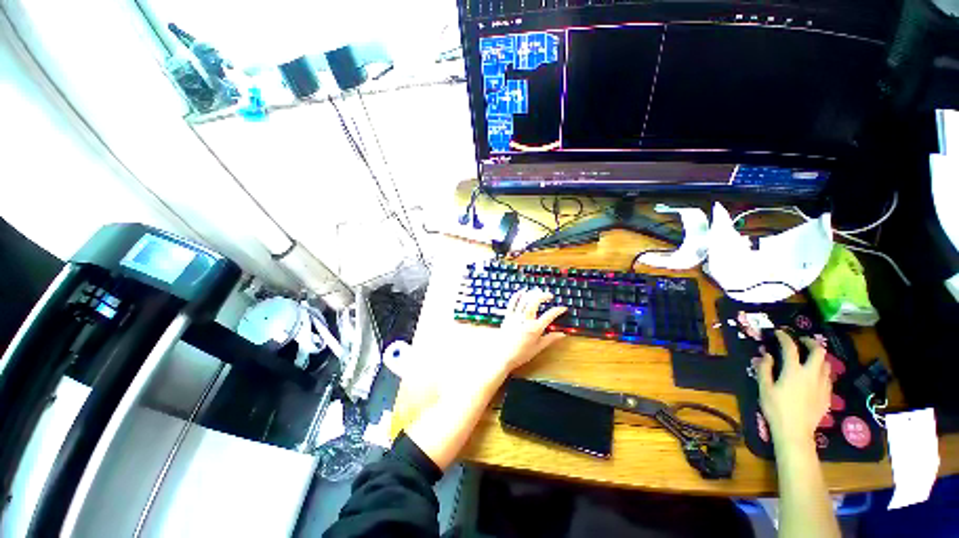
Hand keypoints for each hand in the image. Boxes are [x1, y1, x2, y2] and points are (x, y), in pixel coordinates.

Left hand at [491, 288, 567, 372]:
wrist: (503, 357)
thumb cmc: (521, 354)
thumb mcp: (538, 348)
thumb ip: (550, 339)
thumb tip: (562, 334)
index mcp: (535, 329)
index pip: (549, 316)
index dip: (558, 310)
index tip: (563, 308)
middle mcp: (525, 320)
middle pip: (535, 302)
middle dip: (543, 296)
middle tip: (550, 296)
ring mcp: (515, 317)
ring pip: (524, 300)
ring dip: (532, 294)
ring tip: (538, 292)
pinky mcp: (507, 317)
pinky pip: (512, 303)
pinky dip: (517, 296)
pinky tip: (522, 292)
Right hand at [756, 330, 831, 447]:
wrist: (795, 431)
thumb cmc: (776, 408)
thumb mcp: (764, 388)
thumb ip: (765, 369)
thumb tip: (766, 355)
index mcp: (794, 371)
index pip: (791, 347)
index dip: (784, 337)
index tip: (779, 333)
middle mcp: (811, 374)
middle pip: (818, 352)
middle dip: (810, 343)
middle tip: (802, 341)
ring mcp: (822, 385)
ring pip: (826, 364)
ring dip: (818, 357)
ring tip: (809, 358)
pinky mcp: (827, 395)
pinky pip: (827, 377)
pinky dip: (821, 371)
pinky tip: (814, 377)